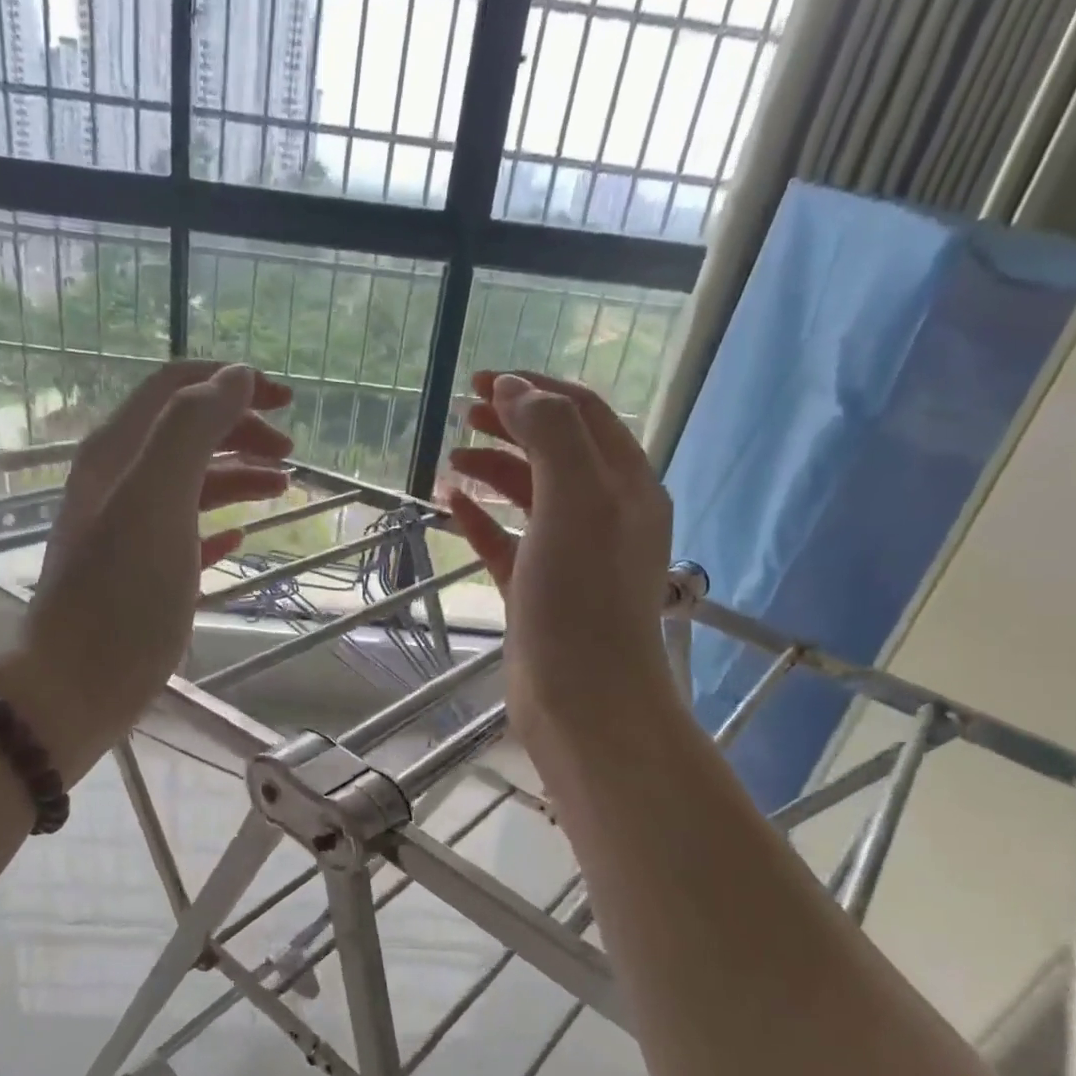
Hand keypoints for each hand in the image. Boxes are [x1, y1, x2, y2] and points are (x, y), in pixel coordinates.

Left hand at [0, 360, 292, 776]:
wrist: (79, 681)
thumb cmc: (122, 593)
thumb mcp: (157, 498)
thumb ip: (191, 428)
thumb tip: (236, 377)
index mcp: (119, 453)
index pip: (177, 388)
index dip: (233, 383)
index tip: (288, 402)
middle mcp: (121, 482)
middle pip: (188, 432)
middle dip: (242, 430)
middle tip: (291, 455)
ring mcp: (131, 530)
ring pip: (192, 482)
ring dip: (238, 474)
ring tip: (281, 489)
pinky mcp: (144, 574)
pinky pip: (187, 532)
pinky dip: (218, 523)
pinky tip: (242, 534)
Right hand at [443, 370, 678, 770]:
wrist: (583, 695)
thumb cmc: (582, 595)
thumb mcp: (577, 499)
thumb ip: (550, 434)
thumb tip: (514, 389)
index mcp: (626, 484)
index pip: (583, 414)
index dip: (536, 389)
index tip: (482, 380)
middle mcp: (604, 513)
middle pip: (555, 450)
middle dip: (511, 425)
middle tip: (463, 413)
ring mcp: (569, 554)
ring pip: (529, 496)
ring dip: (493, 470)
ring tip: (450, 461)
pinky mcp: (538, 590)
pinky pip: (507, 541)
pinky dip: (481, 518)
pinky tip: (451, 505)